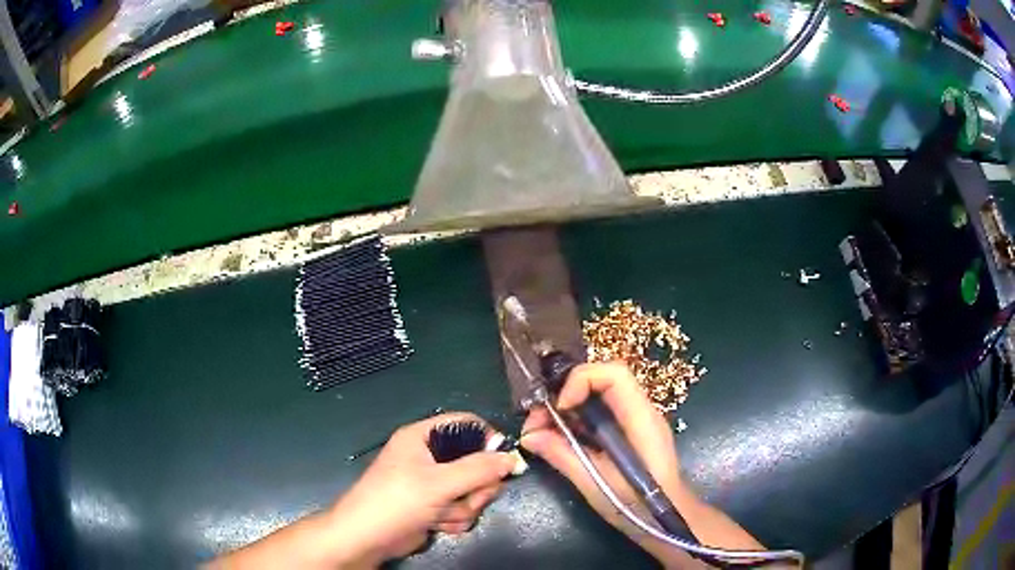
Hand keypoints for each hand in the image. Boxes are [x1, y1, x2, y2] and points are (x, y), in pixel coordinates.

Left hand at [328, 412, 515, 565]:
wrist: (367, 539)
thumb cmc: (396, 501)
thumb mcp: (439, 483)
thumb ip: (478, 469)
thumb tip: (512, 458)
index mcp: (422, 437)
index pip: (465, 424)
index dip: (487, 438)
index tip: (503, 460)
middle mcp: (428, 457)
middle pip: (475, 462)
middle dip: (475, 487)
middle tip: (470, 498)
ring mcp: (432, 484)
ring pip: (470, 490)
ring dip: (463, 507)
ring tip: (443, 515)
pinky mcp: (433, 506)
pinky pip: (460, 507)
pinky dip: (454, 519)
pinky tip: (438, 526)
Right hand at [520, 363, 763, 565]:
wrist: (668, 520)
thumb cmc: (638, 506)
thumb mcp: (597, 484)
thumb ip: (564, 456)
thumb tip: (528, 436)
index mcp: (641, 419)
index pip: (614, 374)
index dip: (581, 381)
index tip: (558, 408)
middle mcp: (640, 412)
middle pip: (600, 381)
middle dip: (564, 394)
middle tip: (536, 420)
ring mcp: (635, 422)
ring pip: (596, 397)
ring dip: (565, 410)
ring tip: (539, 432)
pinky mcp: (628, 434)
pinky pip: (598, 416)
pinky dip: (575, 422)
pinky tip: (558, 441)